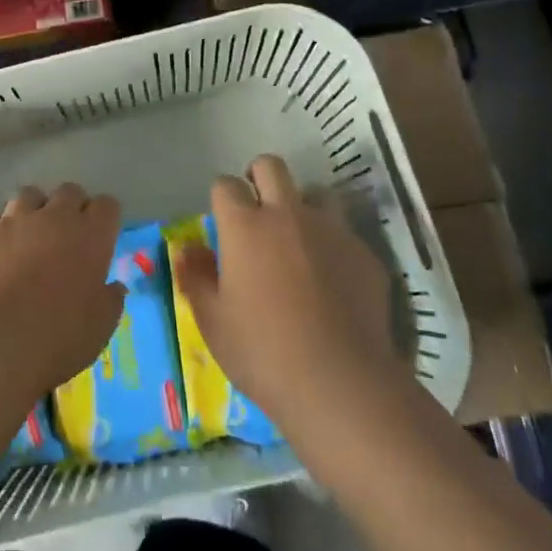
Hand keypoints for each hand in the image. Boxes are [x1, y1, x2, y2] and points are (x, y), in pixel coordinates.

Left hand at [0, 184, 123, 400]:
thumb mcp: (99, 329)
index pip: (107, 205)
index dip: (103, 218)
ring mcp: (14, 220)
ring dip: (32, 212)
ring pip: (28, 196)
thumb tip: (114, 287)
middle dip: (70, 207)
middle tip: (65, 236)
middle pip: (69, 191)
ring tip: (27, 238)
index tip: (99, 237)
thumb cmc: (57, 340)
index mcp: (91, 236)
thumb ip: (111, 301)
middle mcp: (54, 217)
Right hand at [172, 155, 398, 433]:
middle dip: (259, 177)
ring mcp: (330, 230)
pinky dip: (331, 246)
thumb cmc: (263, 354)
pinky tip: (332, 282)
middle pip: (271, 166)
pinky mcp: (363, 252)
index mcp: (245, 226)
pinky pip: (342, 234)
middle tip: (257, 211)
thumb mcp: (213, 322)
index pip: (225, 185)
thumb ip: (196, 278)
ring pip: (313, 194)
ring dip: (300, 208)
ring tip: (297, 243)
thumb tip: (188, 249)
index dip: (221, 198)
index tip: (222, 221)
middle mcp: (287, 215)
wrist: (341, 384)